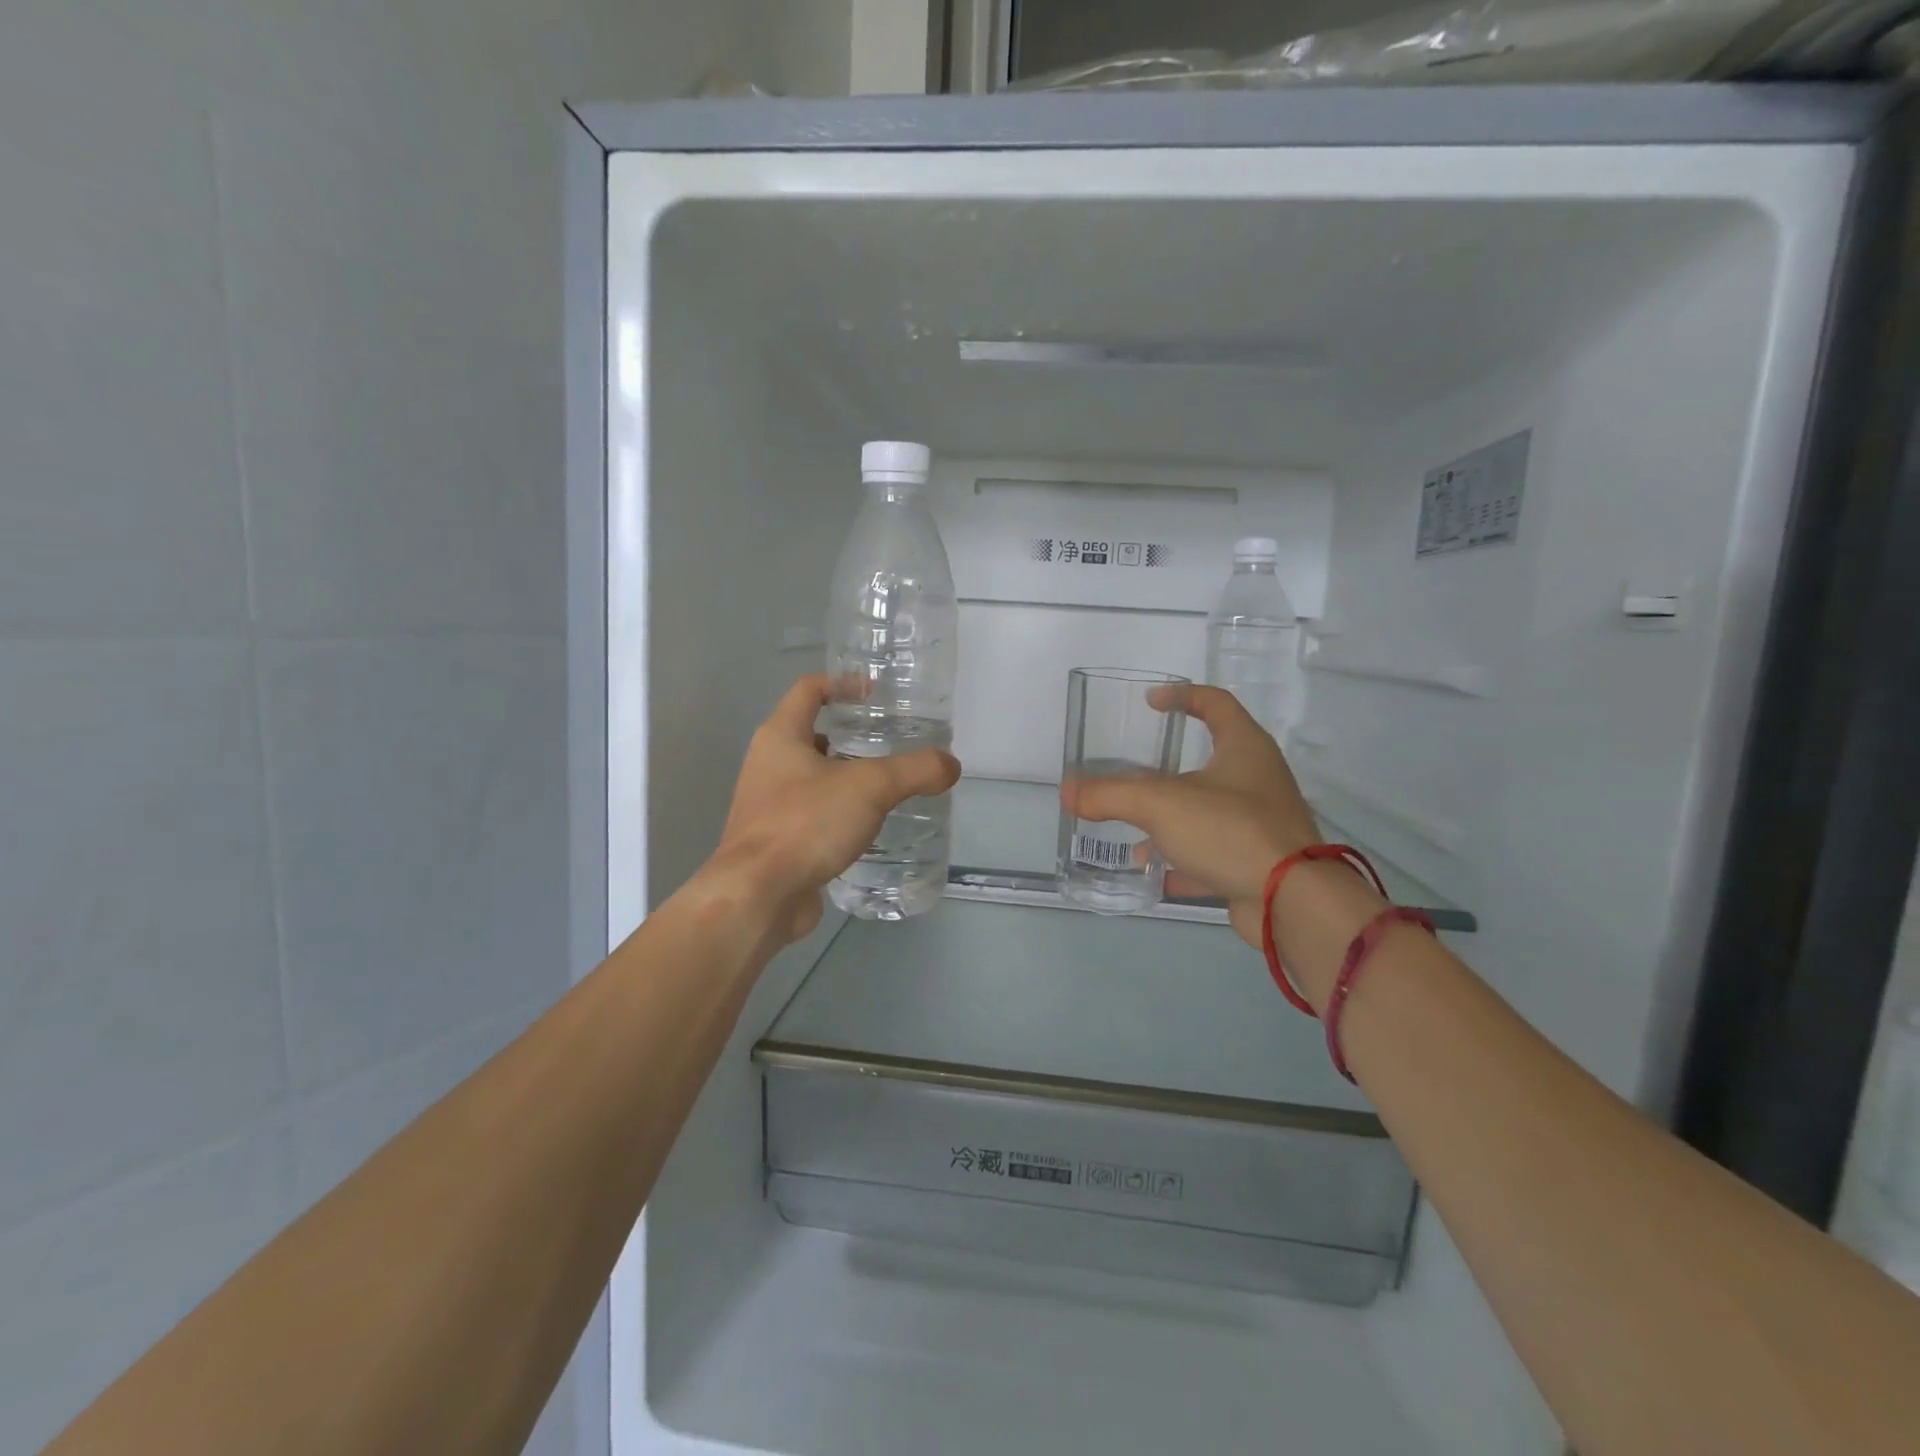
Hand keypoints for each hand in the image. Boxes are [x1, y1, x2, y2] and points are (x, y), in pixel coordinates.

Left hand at [703, 675, 960, 944]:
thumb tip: (951, 764)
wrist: (759, 896)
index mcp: (780, 737)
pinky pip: (810, 814)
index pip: (808, 690)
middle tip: (888, 741)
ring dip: (843, 776)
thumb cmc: (806, 824)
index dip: (842, 683)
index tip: (874, 693)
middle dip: (847, 734)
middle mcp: (767, 764)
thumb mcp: (871, 788)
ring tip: (885, 784)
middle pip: (809, 733)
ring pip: (810, 777)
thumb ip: (915, 770)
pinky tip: (866, 826)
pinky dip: (837, 812)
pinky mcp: (775, 841)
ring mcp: (767, 805)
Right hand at [1061, 686, 1317, 947]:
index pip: (1215, 702)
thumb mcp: (1160, 804)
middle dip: (1165, 772)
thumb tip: (1067, 792)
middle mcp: (1257, 779)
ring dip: (1169, 820)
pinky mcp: (1256, 861)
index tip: (1150, 703)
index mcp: (1245, 747)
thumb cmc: (1230, 830)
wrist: (1290, 902)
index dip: (1182, 696)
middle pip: (1208, 761)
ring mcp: (1260, 823)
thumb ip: (1110, 795)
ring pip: (1206, 811)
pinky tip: (1151, 873)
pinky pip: (1211, 853)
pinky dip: (1181, 860)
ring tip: (1131, 833)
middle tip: (1130, 776)